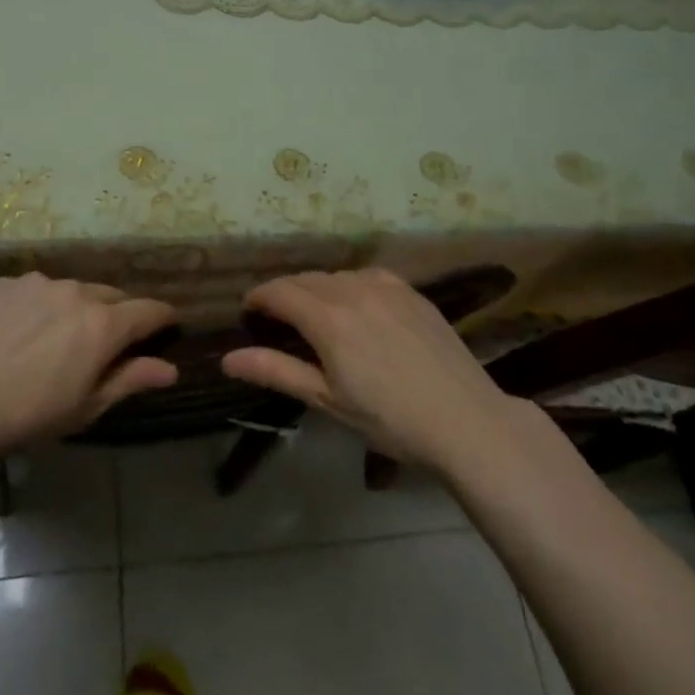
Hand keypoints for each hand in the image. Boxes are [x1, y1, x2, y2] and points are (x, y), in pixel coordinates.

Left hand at [0, 273, 178, 461]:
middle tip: (106, 345)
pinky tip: (19, 333)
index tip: (167, 328)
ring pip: (73, 290)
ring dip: (77, 309)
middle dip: (119, 316)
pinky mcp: (5, 283)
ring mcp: (38, 282)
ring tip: (56, 339)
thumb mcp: (85, 407)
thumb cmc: (25, 415)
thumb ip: (131, 380)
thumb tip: (171, 369)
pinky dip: (41, 306)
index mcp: (103, 324)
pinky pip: (37, 290)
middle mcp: (76, 292)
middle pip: (113, 296)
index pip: (150, 310)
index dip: (163, 319)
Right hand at [221, 268, 513, 469]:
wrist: (466, 420)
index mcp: (329, 318)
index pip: (279, 292)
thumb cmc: (390, 420)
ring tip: (315, 315)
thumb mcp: (327, 400)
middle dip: (284, 294)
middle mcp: (354, 289)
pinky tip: (356, 307)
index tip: (248, 313)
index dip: (257, 298)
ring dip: (316, 289)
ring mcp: (387, 286)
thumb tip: (228, 359)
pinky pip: (367, 276)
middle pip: (305, 280)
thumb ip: (276, 371)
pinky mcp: (412, 291)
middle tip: (277, 320)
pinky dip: (349, 285)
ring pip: (336, 275)